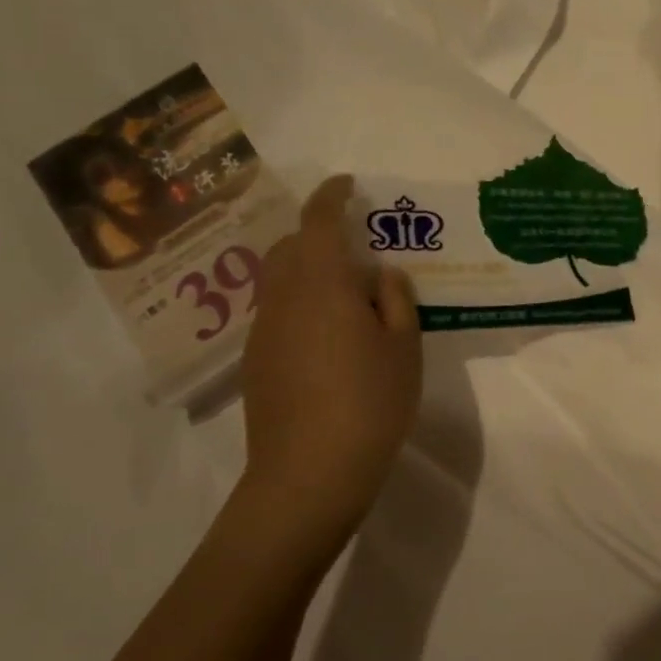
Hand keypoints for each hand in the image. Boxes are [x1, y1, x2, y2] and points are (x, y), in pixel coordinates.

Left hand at [241, 175, 421, 531]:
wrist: (308, 476)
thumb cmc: (369, 402)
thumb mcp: (403, 347)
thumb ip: (396, 300)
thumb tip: (382, 275)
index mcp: (321, 284)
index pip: (318, 221)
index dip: (331, 195)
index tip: (347, 184)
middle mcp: (283, 299)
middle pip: (291, 247)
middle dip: (318, 234)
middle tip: (357, 247)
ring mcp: (264, 332)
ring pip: (280, 281)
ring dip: (308, 271)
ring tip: (348, 294)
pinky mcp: (257, 363)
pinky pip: (277, 312)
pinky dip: (300, 304)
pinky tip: (329, 336)